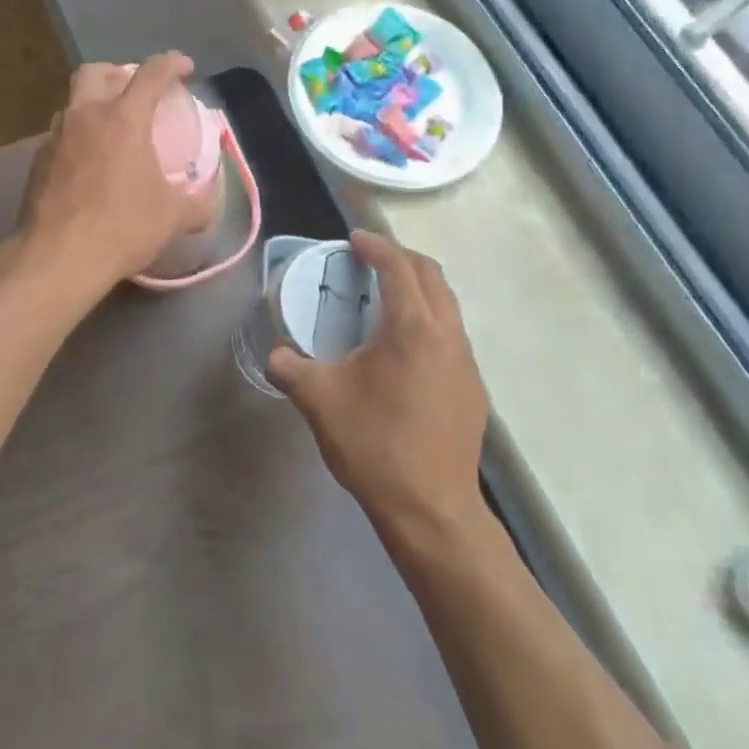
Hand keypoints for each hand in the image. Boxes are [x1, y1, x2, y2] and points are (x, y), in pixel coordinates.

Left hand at [17, 53, 215, 297]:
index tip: (185, 68)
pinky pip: (60, 138)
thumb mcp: (173, 218)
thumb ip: (197, 205)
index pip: (151, 73)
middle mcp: (85, 117)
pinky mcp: (36, 164)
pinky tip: (87, 168)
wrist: (58, 258)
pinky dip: (77, 141)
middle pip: (94, 72)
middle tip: (133, 92)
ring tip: (109, 133)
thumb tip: (208, 205)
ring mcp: (55, 138)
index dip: (172, 64)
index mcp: (123, 119)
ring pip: (72, 105)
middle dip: (116, 73)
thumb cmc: (122, 228)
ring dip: (92, 108)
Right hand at [270, 231, 489, 536]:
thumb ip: (290, 367)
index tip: (354, 239)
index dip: (376, 246)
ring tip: (386, 298)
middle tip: (370, 260)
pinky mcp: (473, 389)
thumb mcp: (318, 400)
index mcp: (411, 328)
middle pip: (432, 275)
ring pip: (447, 305)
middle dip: (401, 258)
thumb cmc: (374, 444)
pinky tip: (405, 349)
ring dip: (419, 289)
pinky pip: (452, 335)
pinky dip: (429, 320)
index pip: (398, 267)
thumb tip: (275, 354)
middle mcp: (447, 335)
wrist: (431, 509)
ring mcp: (466, 363)